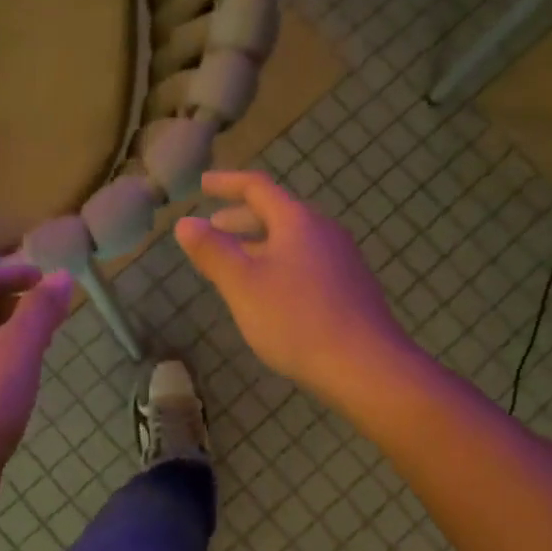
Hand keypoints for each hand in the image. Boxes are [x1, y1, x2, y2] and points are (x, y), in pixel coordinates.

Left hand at [0, 263, 71, 511]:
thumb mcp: (20, 348)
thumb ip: (40, 310)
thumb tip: (61, 276)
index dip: (20, 273)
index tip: (50, 280)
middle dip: (17, 303)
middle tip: (52, 314)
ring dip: (9, 334)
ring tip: (40, 345)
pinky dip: (0, 361)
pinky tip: (18, 382)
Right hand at [176, 171, 408, 405]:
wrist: (366, 367)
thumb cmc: (296, 319)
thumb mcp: (242, 285)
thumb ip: (212, 251)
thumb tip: (185, 222)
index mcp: (297, 221)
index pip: (257, 188)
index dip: (226, 183)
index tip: (203, 184)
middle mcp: (323, 231)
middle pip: (277, 213)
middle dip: (240, 219)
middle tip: (213, 228)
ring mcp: (341, 260)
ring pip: (291, 241)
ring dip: (258, 245)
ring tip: (234, 263)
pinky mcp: (350, 288)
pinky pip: (305, 262)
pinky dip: (278, 264)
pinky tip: (269, 293)